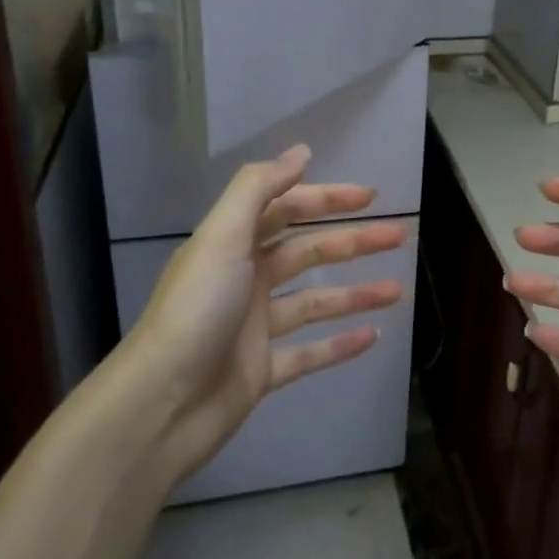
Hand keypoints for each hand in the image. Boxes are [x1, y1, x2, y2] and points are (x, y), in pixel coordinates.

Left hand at [112, 144, 407, 485]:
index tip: (369, 197)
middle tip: (398, 236)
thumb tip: (301, 152)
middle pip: (307, 252)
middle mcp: (244, 280)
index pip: (286, 209)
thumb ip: (259, 188)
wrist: (160, 406)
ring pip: (314, 302)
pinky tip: (372, 336)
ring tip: (397, 290)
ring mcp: (254, 327)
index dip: (326, 198)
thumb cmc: (196, 311)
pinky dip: (340, 345)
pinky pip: (309, 353)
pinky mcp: (262, 371)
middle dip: (352, 242)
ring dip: (355, 293)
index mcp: (232, 245)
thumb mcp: (222, 237)